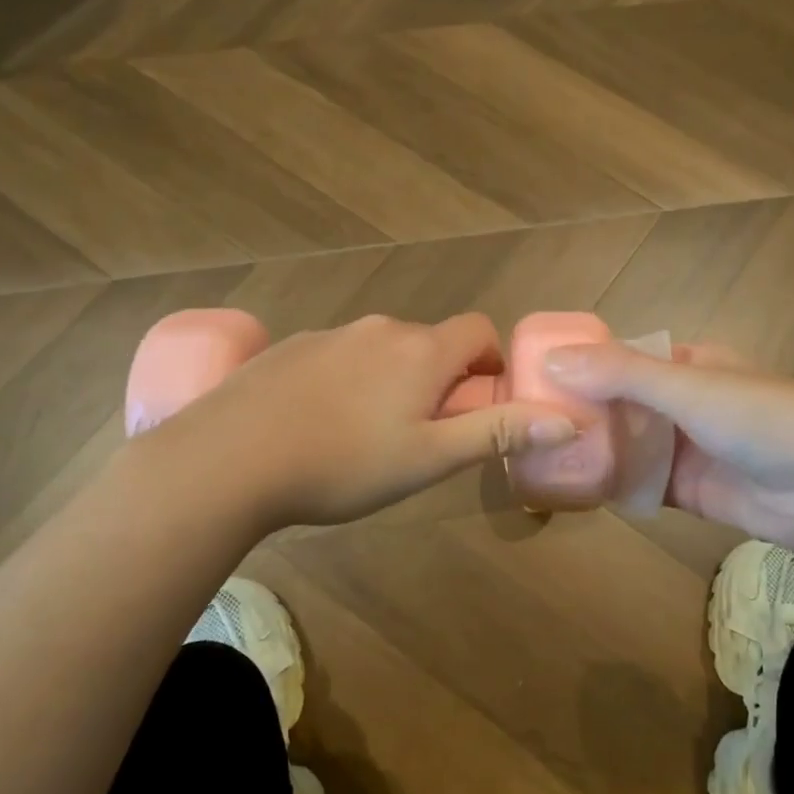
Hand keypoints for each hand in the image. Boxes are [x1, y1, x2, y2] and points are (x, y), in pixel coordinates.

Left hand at [163, 313, 577, 528]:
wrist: (228, 460)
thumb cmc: (343, 464)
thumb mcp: (429, 459)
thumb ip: (497, 434)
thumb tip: (566, 419)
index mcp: (420, 350)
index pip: (478, 329)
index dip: (490, 362)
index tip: (479, 406)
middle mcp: (379, 329)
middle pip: (430, 343)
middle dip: (440, 381)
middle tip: (422, 437)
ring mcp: (328, 334)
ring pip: (382, 352)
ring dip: (393, 383)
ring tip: (366, 439)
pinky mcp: (288, 349)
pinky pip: (338, 358)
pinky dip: (348, 383)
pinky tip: (318, 427)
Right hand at [543, 342, 793, 549]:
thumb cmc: (760, 419)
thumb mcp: (687, 387)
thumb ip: (620, 373)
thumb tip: (550, 359)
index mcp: (689, 364)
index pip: (623, 357)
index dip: (582, 364)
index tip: (533, 377)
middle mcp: (684, 402)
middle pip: (620, 403)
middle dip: (581, 412)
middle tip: (526, 423)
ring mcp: (686, 448)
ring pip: (627, 445)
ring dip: (592, 449)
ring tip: (537, 456)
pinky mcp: (687, 490)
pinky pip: (639, 482)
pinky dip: (611, 484)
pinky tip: (572, 488)